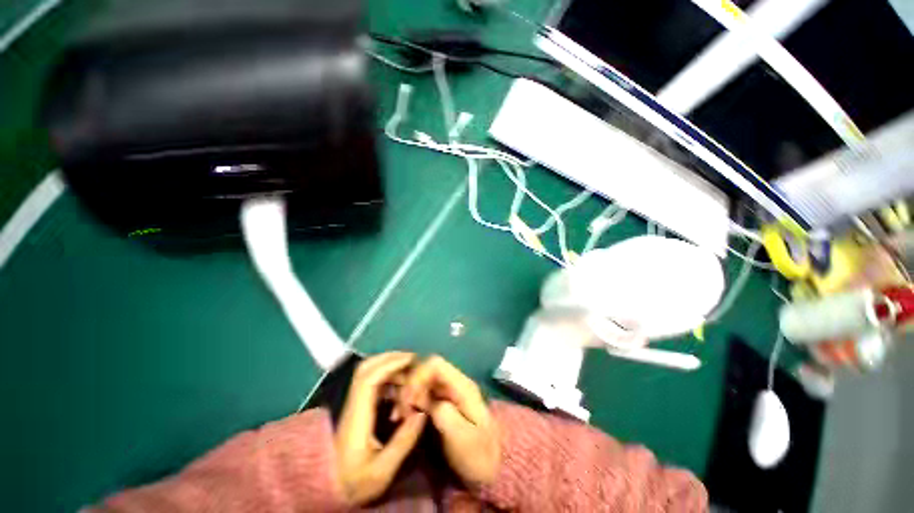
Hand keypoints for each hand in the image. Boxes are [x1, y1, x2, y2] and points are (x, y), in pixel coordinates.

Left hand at [335, 352, 426, 505]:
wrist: (327, 493)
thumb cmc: (354, 483)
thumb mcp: (382, 471)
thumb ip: (403, 441)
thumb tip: (422, 411)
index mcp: (356, 417)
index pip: (369, 379)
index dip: (391, 365)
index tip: (411, 360)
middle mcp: (352, 405)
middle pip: (365, 369)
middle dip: (389, 358)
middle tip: (411, 360)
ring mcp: (352, 406)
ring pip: (366, 373)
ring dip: (388, 366)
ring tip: (408, 370)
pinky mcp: (355, 409)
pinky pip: (370, 383)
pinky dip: (386, 377)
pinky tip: (398, 386)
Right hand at [401, 356, 499, 485]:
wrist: (491, 467)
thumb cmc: (478, 455)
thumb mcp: (462, 438)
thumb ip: (445, 415)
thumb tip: (425, 400)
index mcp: (462, 386)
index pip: (436, 364)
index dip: (418, 375)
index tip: (408, 400)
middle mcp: (455, 383)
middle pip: (427, 369)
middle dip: (410, 386)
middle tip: (399, 411)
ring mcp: (449, 391)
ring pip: (423, 379)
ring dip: (408, 393)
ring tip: (399, 416)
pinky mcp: (443, 401)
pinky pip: (423, 392)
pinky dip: (411, 400)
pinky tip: (404, 416)